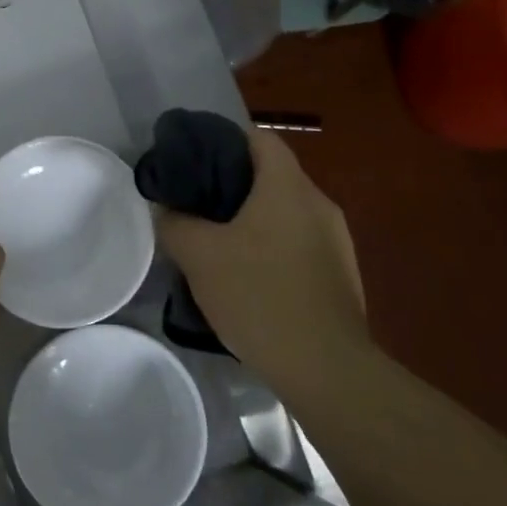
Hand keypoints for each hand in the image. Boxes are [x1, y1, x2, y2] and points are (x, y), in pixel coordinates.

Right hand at [155, 130, 365, 386]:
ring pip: (285, 213)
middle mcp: (319, 204)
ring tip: (216, 244)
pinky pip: (299, 244)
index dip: (225, 141)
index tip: (194, 161)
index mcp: (288, 187)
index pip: (259, 138)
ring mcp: (337, 241)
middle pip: (272, 176)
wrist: (324, 367)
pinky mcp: (340, 275)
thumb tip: (166, 210)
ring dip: (253, 221)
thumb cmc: (259, 295)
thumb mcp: (199, 256)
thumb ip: (175, 223)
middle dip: (232, 186)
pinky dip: (272, 248)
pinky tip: (248, 278)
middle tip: (196, 205)